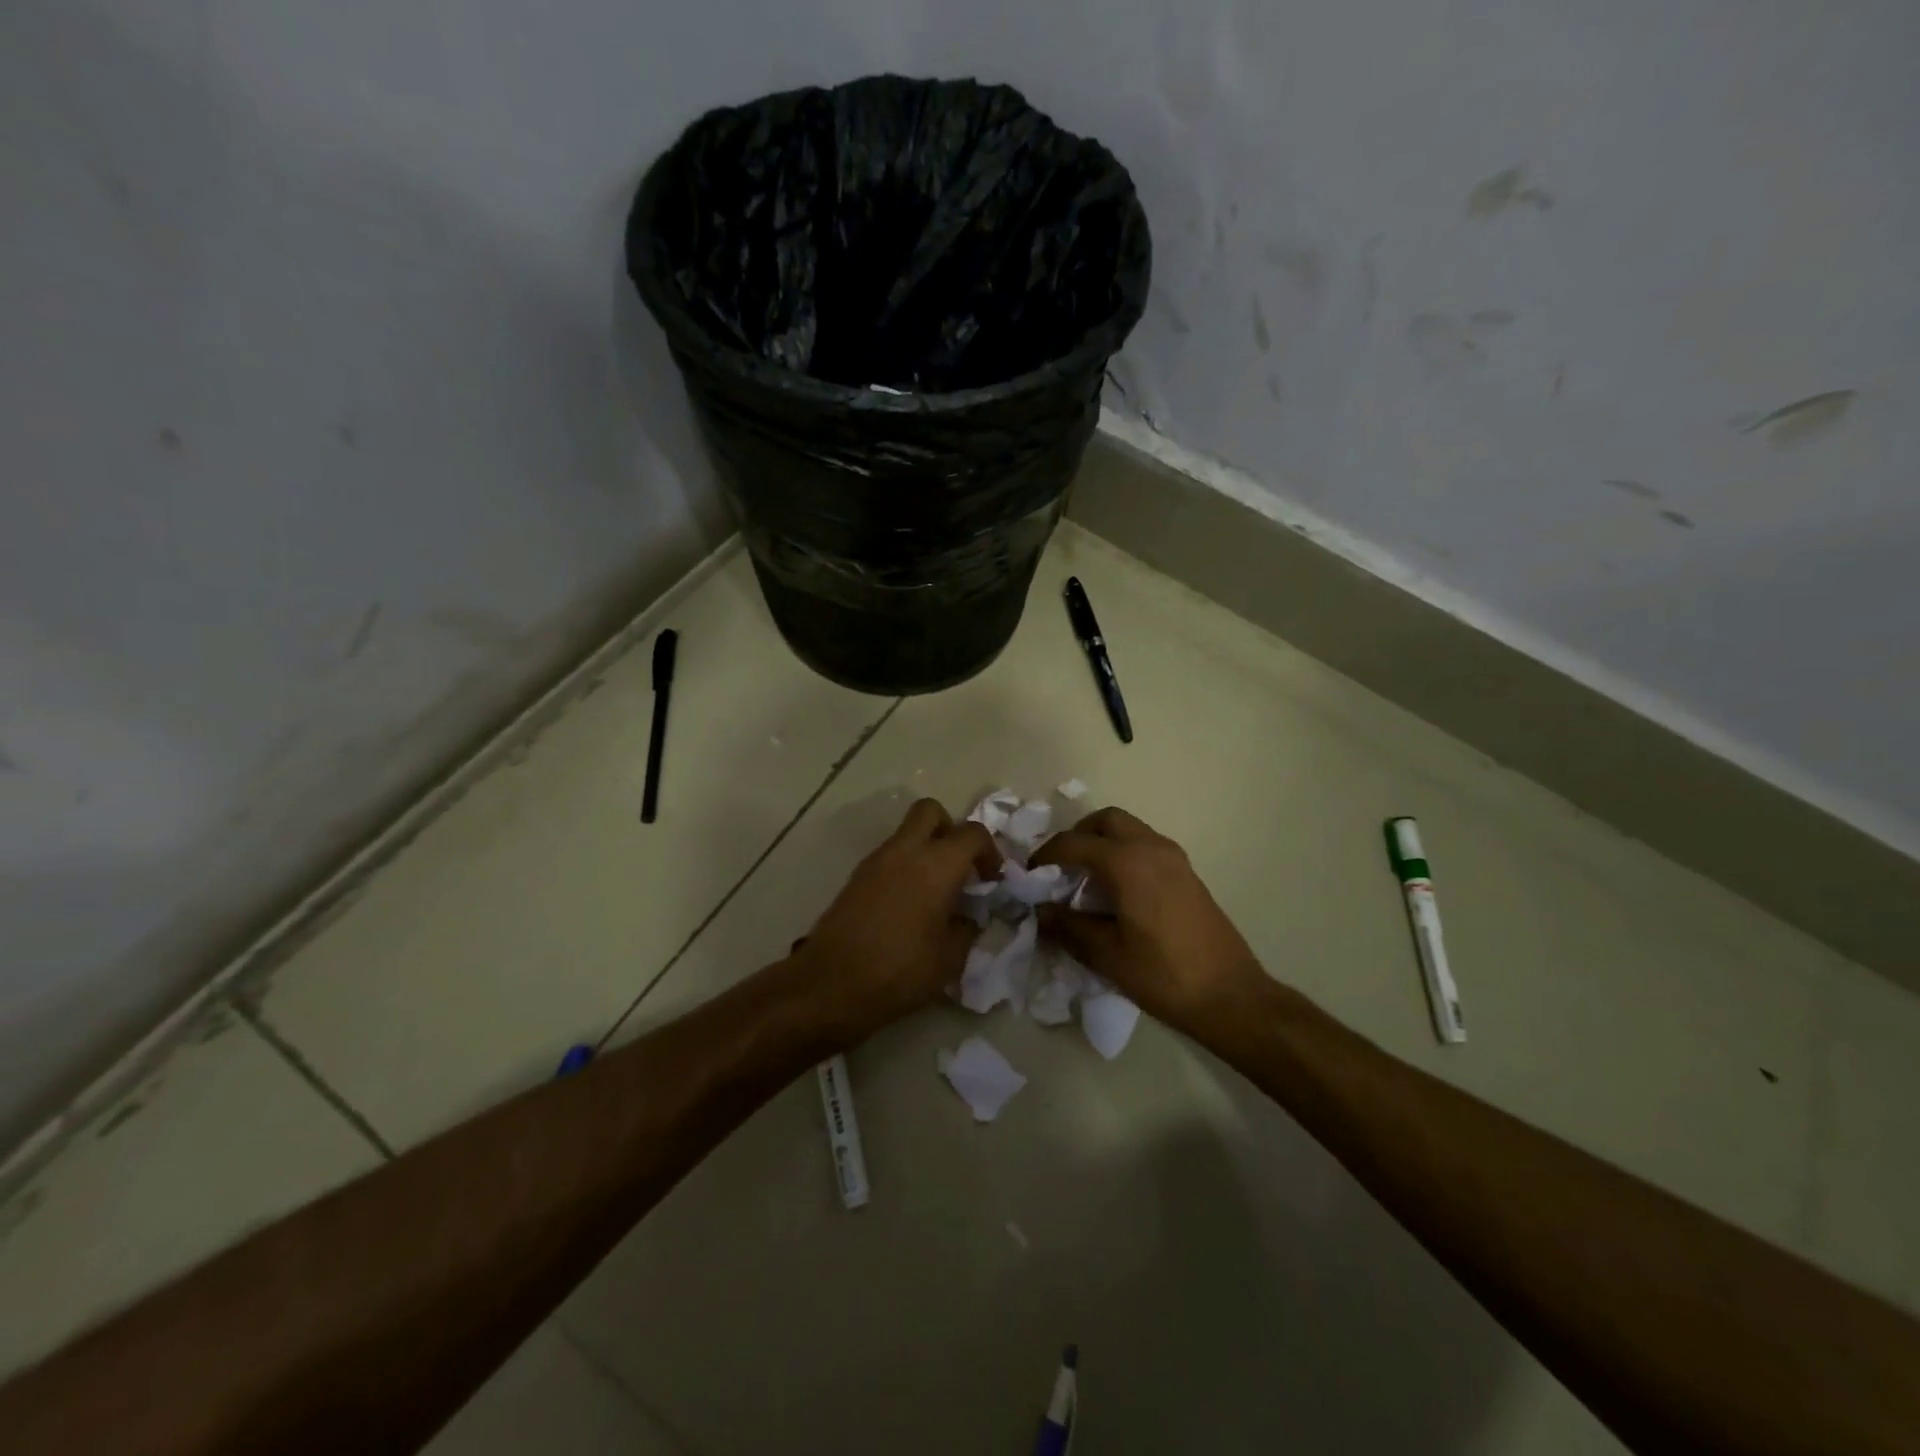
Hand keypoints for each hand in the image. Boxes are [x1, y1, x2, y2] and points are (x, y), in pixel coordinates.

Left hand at [792, 798, 998, 1034]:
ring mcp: (876, 861)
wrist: (830, 985)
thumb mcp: (950, 960)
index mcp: (937, 865)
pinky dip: (905, 867)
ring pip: (907, 833)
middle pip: (931, 811)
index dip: (990, 852)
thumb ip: (967, 929)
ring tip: (935, 893)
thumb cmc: (899, 972)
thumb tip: (969, 916)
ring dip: (926, 850)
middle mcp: (906, 851)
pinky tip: (909, 906)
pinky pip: (889, 856)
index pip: (973, 833)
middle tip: (959, 866)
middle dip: (950, 830)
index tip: (992, 881)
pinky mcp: (856, 877)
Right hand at [1031, 807, 1265, 1030]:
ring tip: (1085, 880)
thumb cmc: (1164, 975)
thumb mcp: (1107, 955)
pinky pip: (1146, 846)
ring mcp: (1175, 858)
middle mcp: (1152, 848)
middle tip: (1060, 867)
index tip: (1029, 875)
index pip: (1075, 843)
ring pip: (1130, 829)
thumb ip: (1068, 927)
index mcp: (1128, 863)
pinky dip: (1124, 854)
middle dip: (1078, 836)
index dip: (1046, 855)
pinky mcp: (1187, 873)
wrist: (1231, 996)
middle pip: (1106, 820)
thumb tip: (1041, 912)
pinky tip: (1116, 892)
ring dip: (1103, 843)